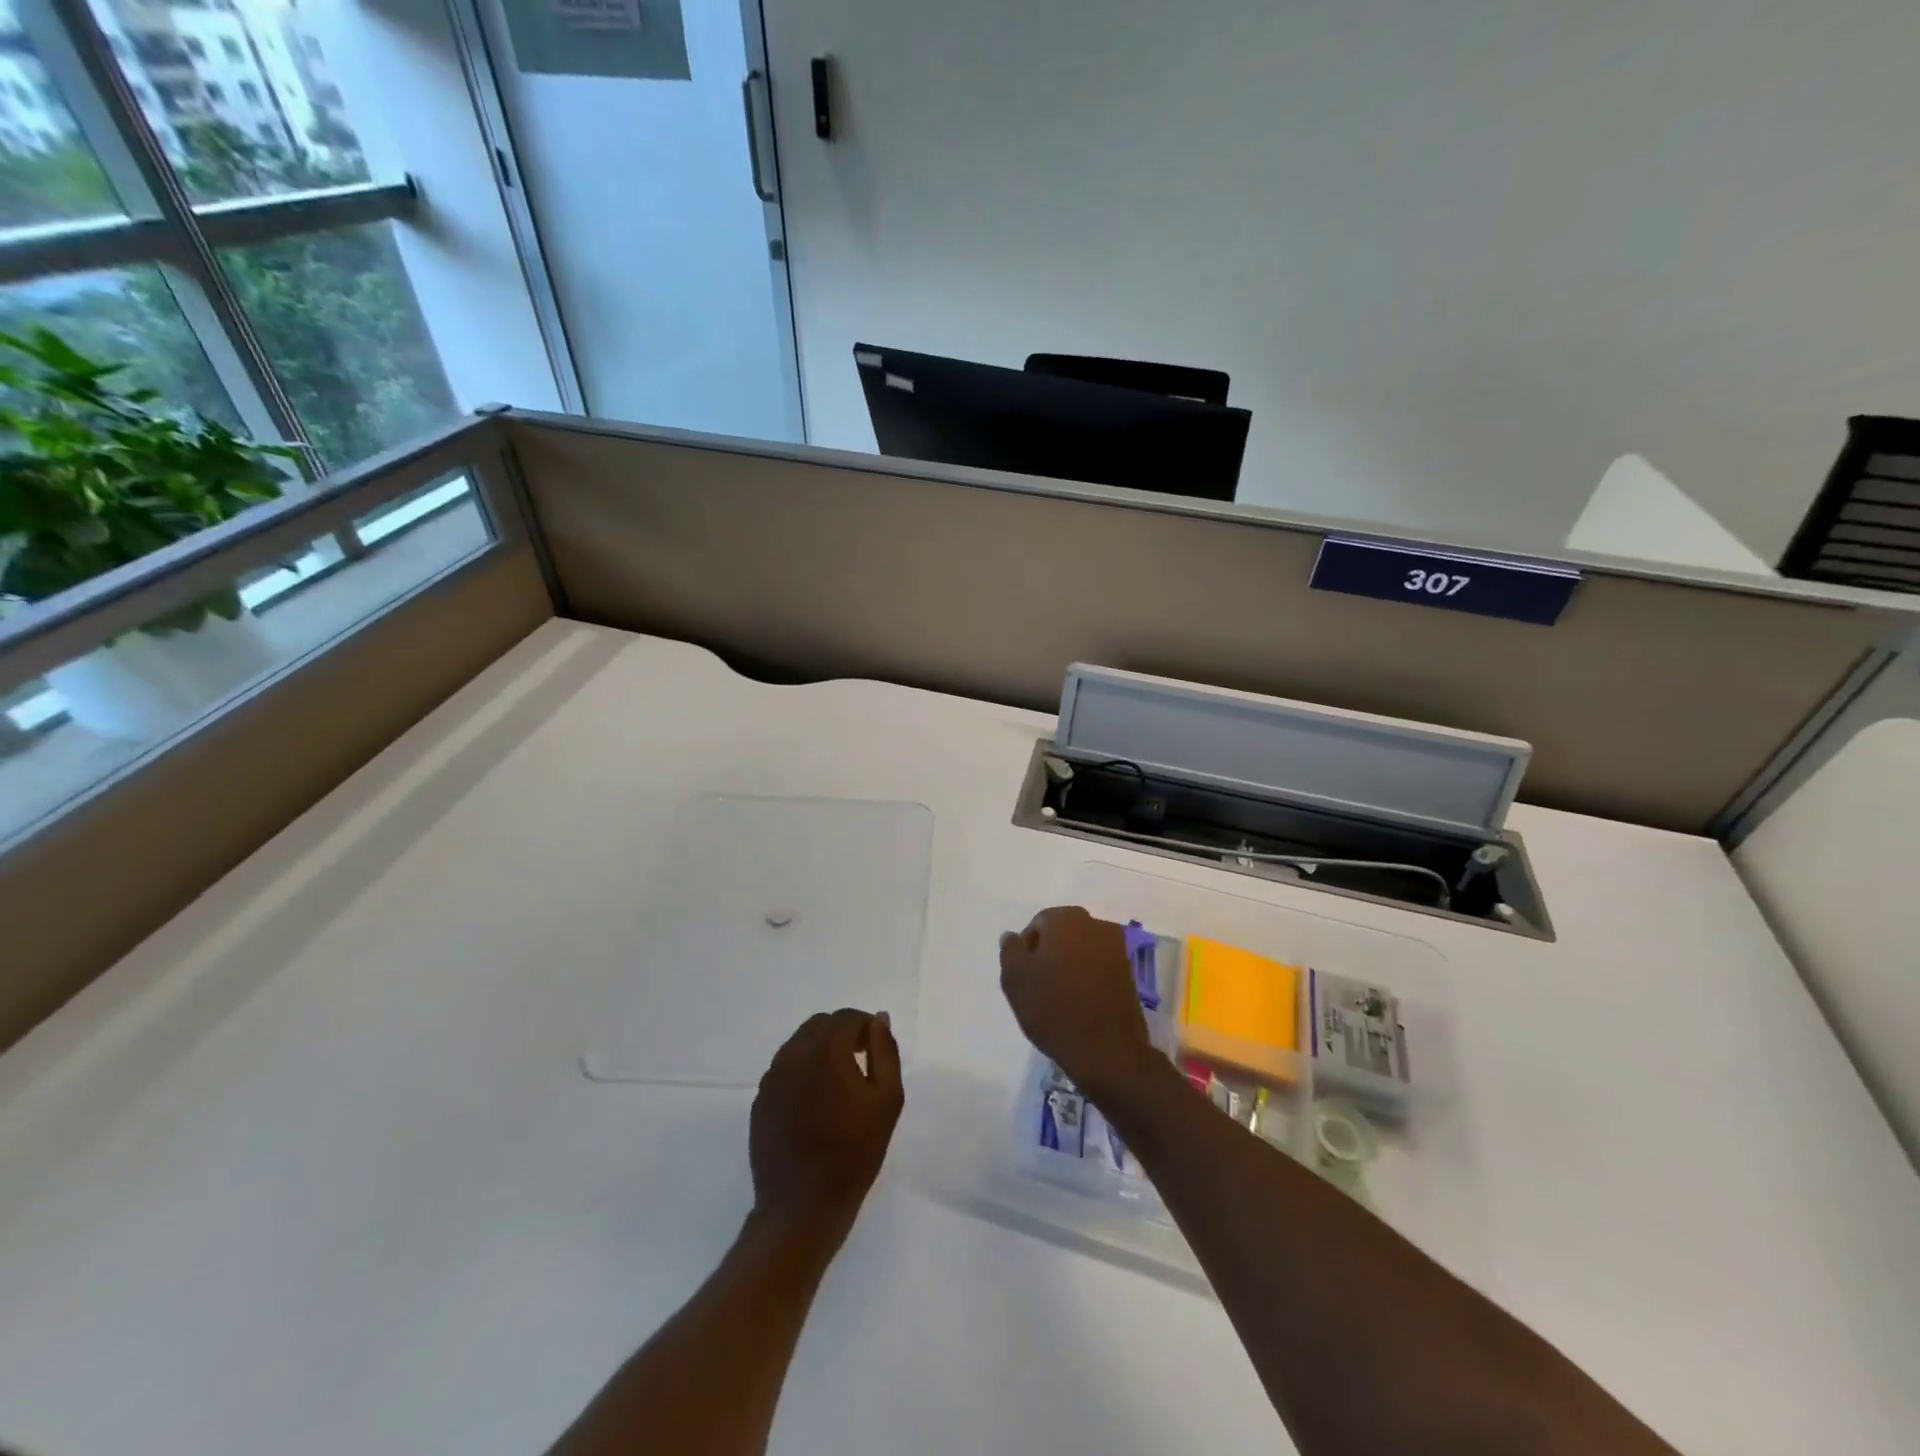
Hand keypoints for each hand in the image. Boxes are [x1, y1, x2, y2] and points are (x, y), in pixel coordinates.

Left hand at [749, 1009, 902, 1238]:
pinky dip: (802, 1071)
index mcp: (825, 1050)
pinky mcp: (760, 1101)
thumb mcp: (887, 1099)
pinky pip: (784, 1070)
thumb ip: (885, 1051)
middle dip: (842, 1034)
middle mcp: (793, 1054)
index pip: (847, 1018)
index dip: (866, 1027)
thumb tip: (878, 1019)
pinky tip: (815, 1102)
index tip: (876, 1048)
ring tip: (838, 1083)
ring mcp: (772, 1078)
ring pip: (799, 1045)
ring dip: (820, 1050)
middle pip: (820, 1025)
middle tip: (861, 1060)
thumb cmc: (854, 1153)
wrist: (803, 1207)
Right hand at [999, 906, 1156, 1102]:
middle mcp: (1096, 925)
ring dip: (1070, 965)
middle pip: (1063, 933)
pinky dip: (1088, 977)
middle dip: (1050, 954)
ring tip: (1061, 997)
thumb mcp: (1015, 980)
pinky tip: (1081, 1003)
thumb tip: (1013, 936)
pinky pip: (1099, 967)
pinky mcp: (1130, 973)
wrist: (1106, 1050)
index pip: (1038, 924)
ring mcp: (1117, 948)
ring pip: (1082, 950)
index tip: (1025, 977)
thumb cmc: (1054, 1009)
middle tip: (1039, 986)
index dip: (1026, 950)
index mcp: (1067, 919)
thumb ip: (1010, 951)